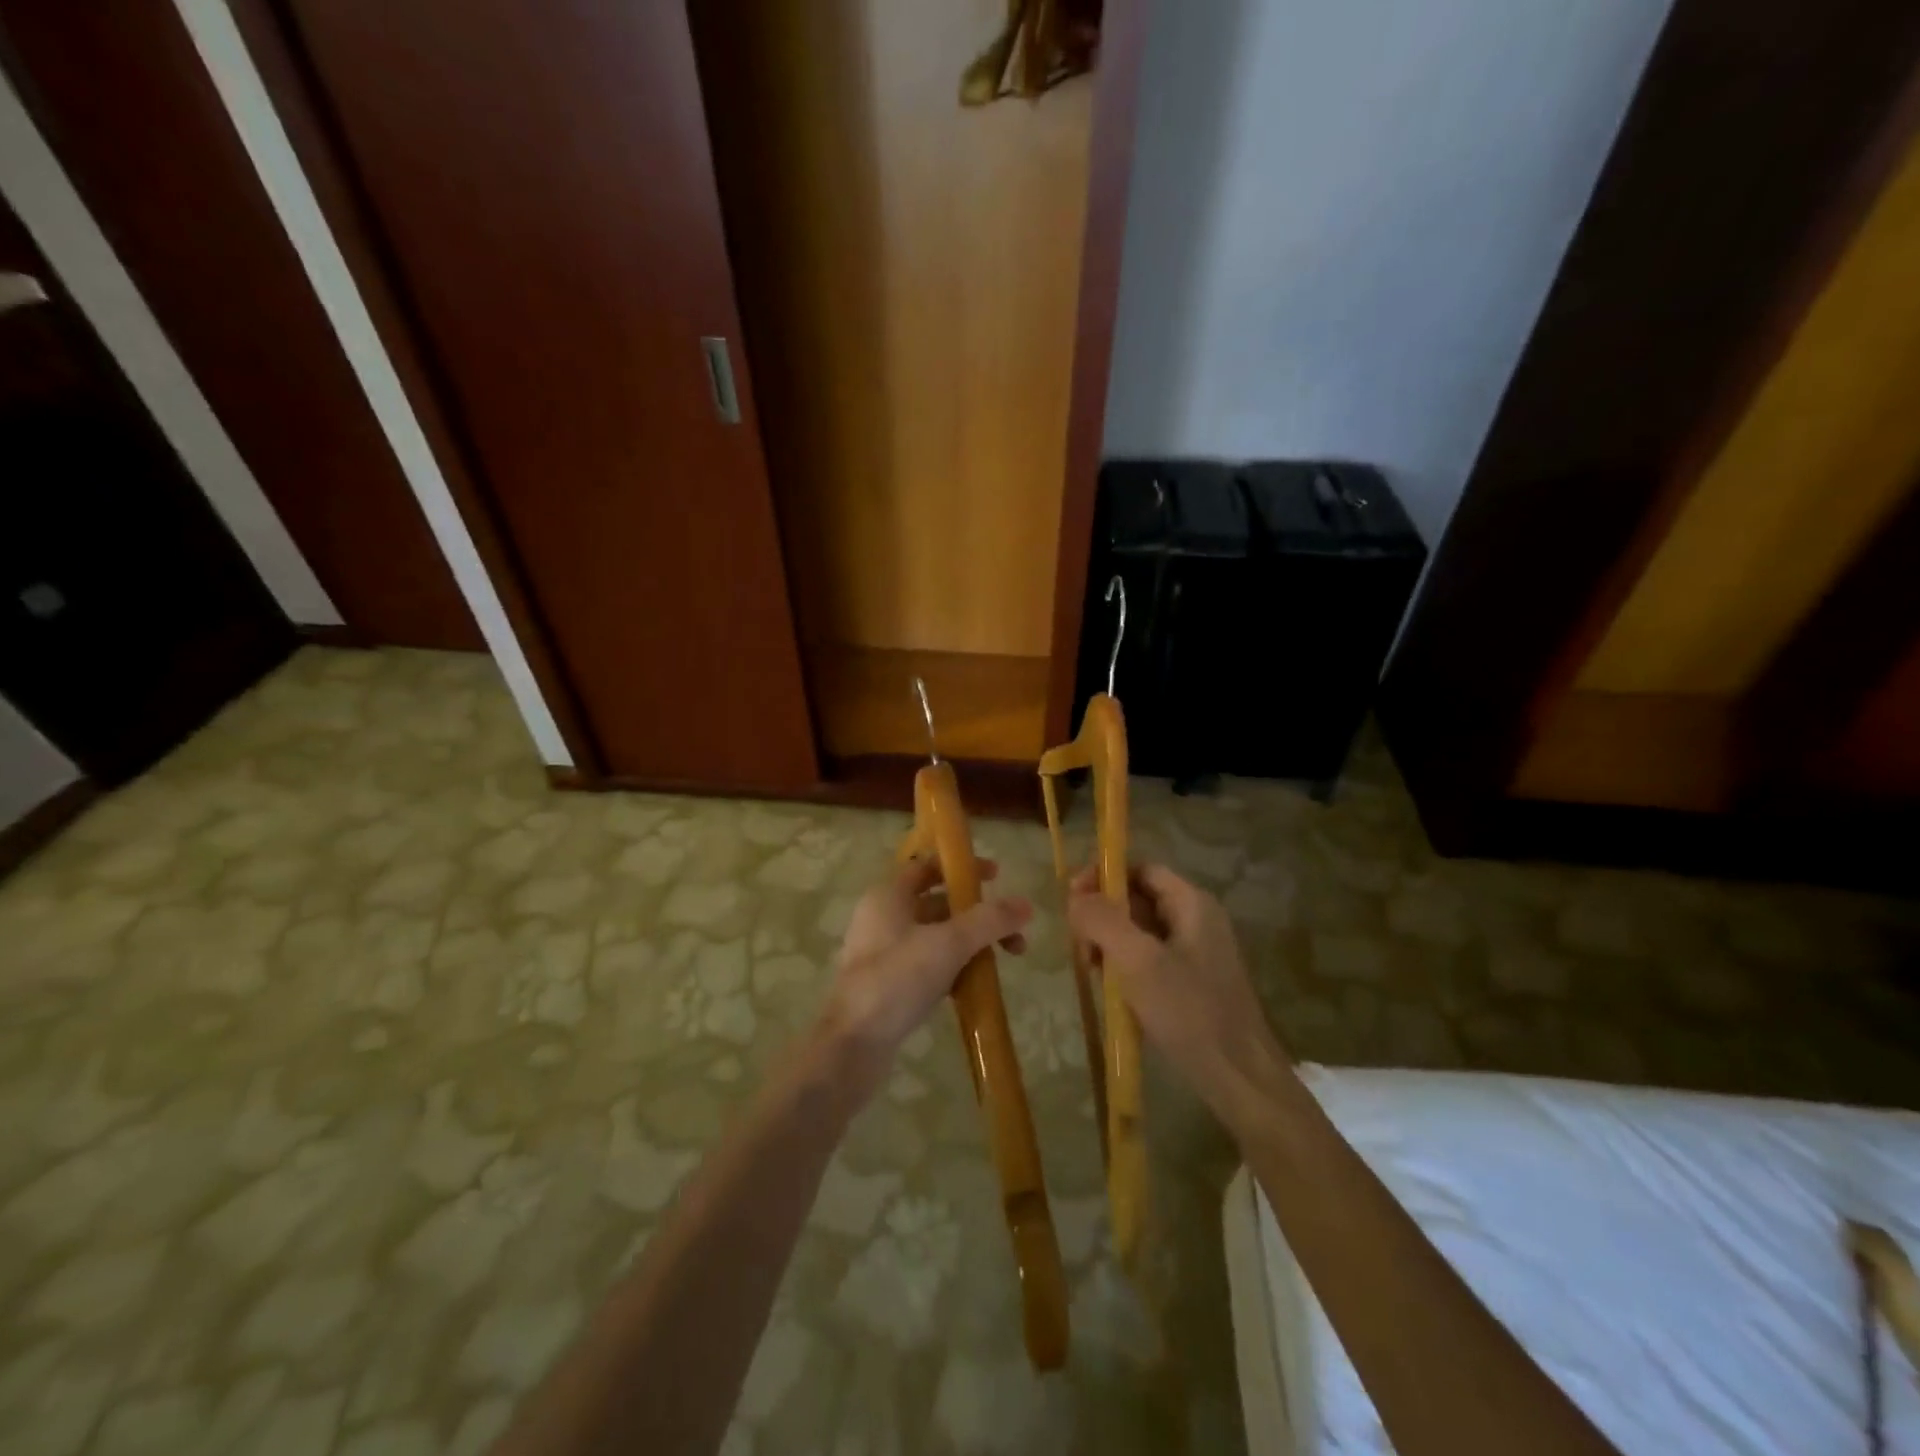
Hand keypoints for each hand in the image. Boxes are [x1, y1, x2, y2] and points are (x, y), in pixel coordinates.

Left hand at [817, 856, 1032, 1094]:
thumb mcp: (948, 944)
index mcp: (888, 896)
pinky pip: (929, 965)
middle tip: (1013, 931)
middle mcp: (883, 918)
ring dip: (971, 943)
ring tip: (1006, 961)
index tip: (998, 876)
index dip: (963, 868)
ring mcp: (884, 954)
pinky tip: (977, 985)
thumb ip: (988, 921)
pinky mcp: (889, 985)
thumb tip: (1026, 904)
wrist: (853, 1046)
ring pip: (936, 937)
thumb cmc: (896, 980)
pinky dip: (954, 967)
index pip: (928, 867)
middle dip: (978, 914)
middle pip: (938, 903)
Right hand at [1067, 863, 1288, 1128]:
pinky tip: (1108, 988)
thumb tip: (1076, 897)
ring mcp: (1194, 952)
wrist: (1239, 1077)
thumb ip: (1103, 921)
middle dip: (1102, 914)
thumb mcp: (1138, 962)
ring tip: (1088, 967)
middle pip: (1137, 899)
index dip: (1104, 877)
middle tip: (1077, 942)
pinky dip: (1124, 965)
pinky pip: (1148, 959)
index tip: (1072, 900)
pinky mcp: (1190, 982)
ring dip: (1109, 941)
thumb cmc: (1189, 1011)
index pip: (1140, 870)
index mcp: (1191, 903)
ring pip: (1139, 931)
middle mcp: (1195, 919)